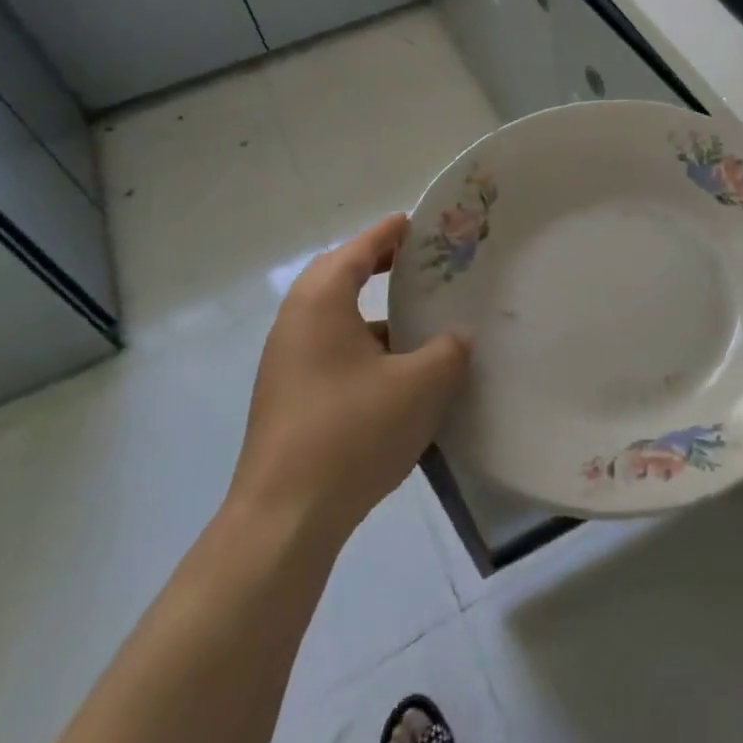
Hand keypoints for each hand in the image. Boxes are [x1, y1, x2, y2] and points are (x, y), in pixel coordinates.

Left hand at [228, 214, 469, 543]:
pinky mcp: (288, 398)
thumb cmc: (352, 432)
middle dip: (378, 266)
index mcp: (322, 301)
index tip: (419, 223)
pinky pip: (330, 351)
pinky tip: (396, 375)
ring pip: (334, 318)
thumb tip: (458, 336)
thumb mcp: (420, 385)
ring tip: (417, 322)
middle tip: (418, 266)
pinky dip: (362, 347)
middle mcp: (295, 322)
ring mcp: (286, 363)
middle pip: (338, 276)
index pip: (359, 249)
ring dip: (373, 313)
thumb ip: (448, 350)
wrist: (284, 519)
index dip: (390, 232)